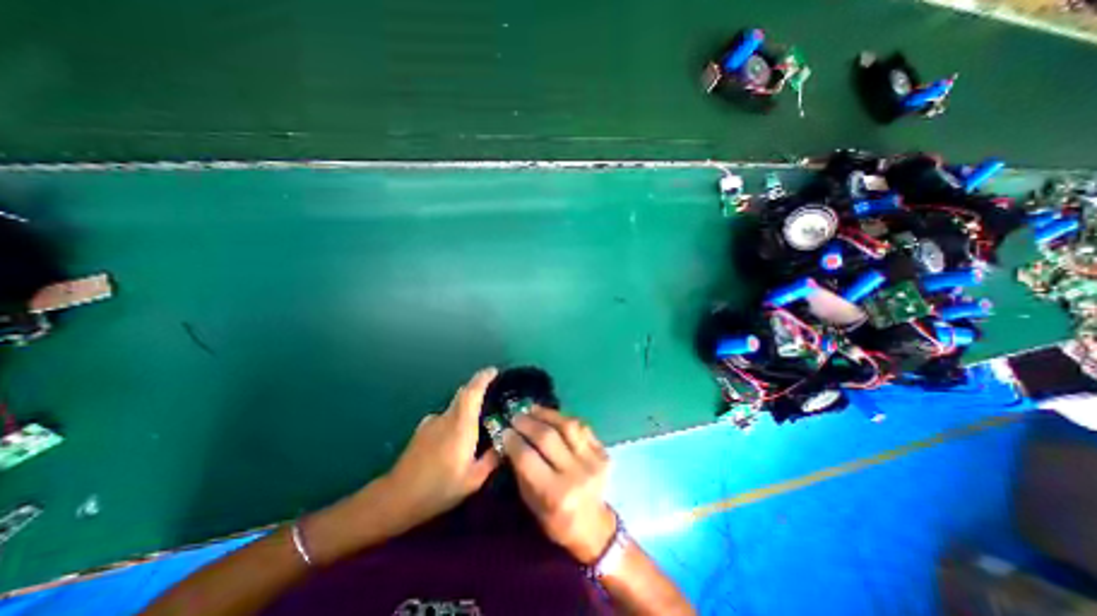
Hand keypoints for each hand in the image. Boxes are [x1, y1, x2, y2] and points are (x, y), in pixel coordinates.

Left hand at [376, 367, 500, 529]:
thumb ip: (492, 459)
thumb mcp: (472, 480)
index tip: (494, 371)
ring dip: (467, 409)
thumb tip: (505, 444)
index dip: (483, 377)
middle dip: (478, 388)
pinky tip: (456, 441)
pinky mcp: (422, 430)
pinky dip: (455, 421)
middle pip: (463, 393)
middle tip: (493, 396)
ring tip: (476, 427)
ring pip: (454, 407)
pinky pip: (445, 417)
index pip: (472, 392)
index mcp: (460, 425)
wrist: (395, 498)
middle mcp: (445, 417)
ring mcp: (431, 422)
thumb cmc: (438, 488)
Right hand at [506, 407, 615, 565]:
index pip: (528, 458)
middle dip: (527, 422)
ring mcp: (593, 461)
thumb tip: (509, 441)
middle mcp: (576, 475)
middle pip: (547, 437)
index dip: (513, 441)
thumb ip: (521, 471)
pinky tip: (552, 416)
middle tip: (516, 416)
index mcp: (555, 494)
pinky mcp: (604, 452)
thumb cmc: (557, 521)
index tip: (504, 431)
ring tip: (532, 409)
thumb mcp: (532, 504)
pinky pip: (582, 427)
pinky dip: (564, 419)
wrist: (595, 528)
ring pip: (567, 425)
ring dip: (547, 413)